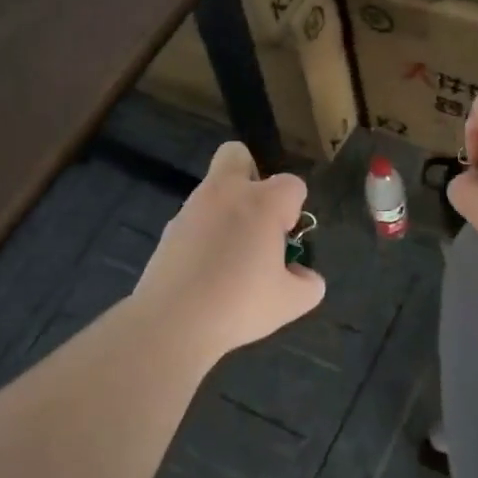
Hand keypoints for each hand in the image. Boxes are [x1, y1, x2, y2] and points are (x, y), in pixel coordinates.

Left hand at [133, 141, 325, 360]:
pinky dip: (205, 233)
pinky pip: (195, 218)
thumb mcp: (291, 302)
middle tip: (257, 218)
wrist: (173, 323)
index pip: (292, 184)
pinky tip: (206, 270)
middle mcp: (227, 193)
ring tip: (231, 256)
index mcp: (263, 202)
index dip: (294, 210)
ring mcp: (192, 208)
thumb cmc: (240, 305)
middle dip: (251, 174)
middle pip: (237, 155)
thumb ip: (308, 284)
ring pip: (213, 188)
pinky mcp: (169, 230)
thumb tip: (302, 275)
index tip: (286, 240)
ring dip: (227, 209)